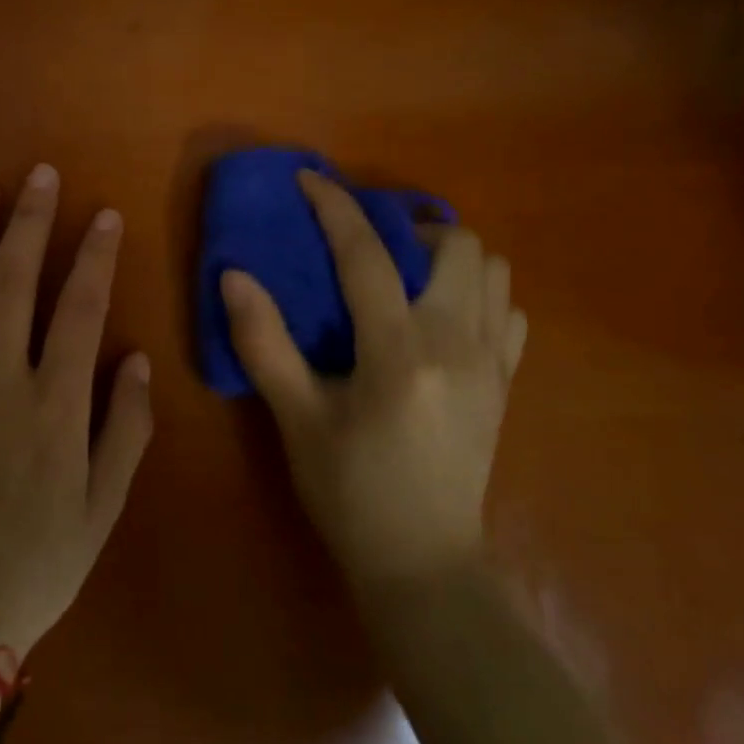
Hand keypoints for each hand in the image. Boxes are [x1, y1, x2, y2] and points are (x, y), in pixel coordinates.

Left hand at [0, 165, 153, 660]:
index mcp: (53, 406)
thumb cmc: (40, 560)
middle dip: (30, 223)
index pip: (80, 310)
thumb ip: (126, 428)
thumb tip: (139, 358)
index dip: (94, 256)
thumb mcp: (105, 506)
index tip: (104, 215)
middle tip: (40, 175)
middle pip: (12, 284)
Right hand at [220, 170, 525, 588]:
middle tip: (368, 243)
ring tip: (405, 272)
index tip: (308, 179)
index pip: (367, 254)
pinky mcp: (507, 383)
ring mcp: (493, 363)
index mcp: (399, 353)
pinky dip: (479, 293)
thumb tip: (234, 275)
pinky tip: (441, 315)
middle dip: (409, 225)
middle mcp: (457, 344)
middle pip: (457, 244)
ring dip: (448, 255)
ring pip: (493, 270)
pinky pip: (508, 311)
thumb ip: (264, 342)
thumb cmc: (350, 492)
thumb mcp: (297, 419)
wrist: (424, 564)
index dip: (335, 206)